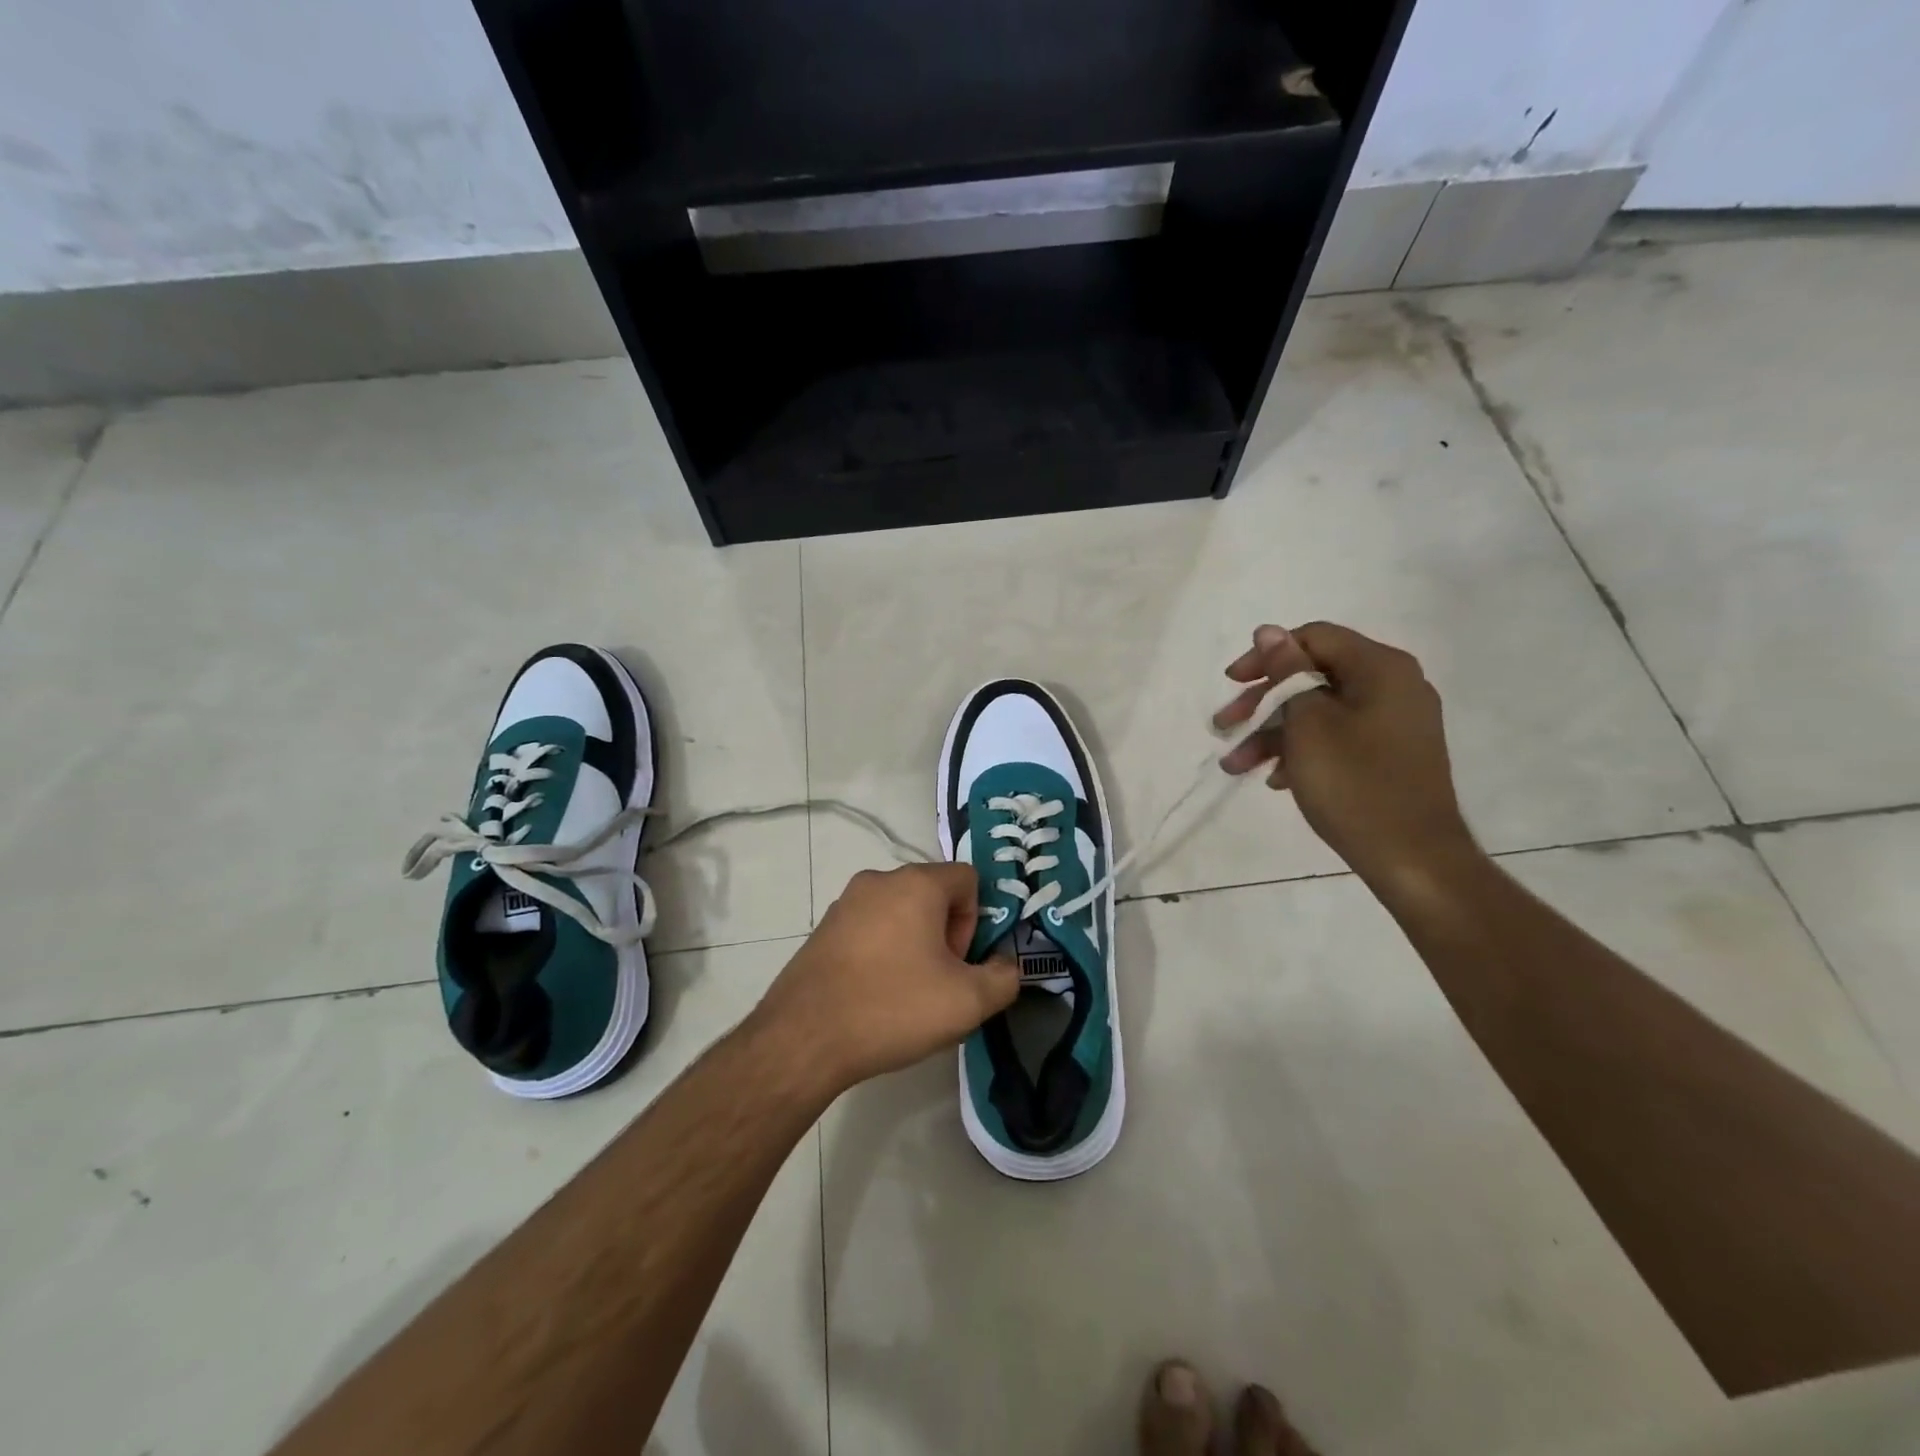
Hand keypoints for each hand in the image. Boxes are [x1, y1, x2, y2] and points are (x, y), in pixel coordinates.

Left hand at [749, 862, 1019, 1098]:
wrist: (804, 1038)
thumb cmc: (893, 1007)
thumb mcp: (968, 1002)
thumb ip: (1003, 978)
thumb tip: (1003, 966)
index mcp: (916, 883)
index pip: (968, 878)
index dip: (976, 920)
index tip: (960, 962)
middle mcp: (878, 880)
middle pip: (933, 894)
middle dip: (946, 934)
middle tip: (938, 982)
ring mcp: (845, 902)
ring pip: (900, 913)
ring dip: (914, 944)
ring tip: (906, 994)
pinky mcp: (823, 928)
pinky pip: (870, 929)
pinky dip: (882, 953)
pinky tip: (874, 995)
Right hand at [1214, 622, 1479, 891]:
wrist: (1414, 860)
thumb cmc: (1355, 785)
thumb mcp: (1309, 723)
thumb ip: (1287, 672)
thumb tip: (1269, 631)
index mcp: (1381, 668)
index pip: (1313, 638)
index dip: (1266, 656)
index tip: (1231, 684)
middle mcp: (1394, 686)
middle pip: (1314, 676)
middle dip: (1263, 702)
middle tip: (1224, 726)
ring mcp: (1395, 722)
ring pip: (1321, 712)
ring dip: (1274, 734)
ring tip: (1236, 766)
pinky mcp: (1392, 754)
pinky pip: (1339, 737)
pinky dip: (1303, 751)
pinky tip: (1276, 780)